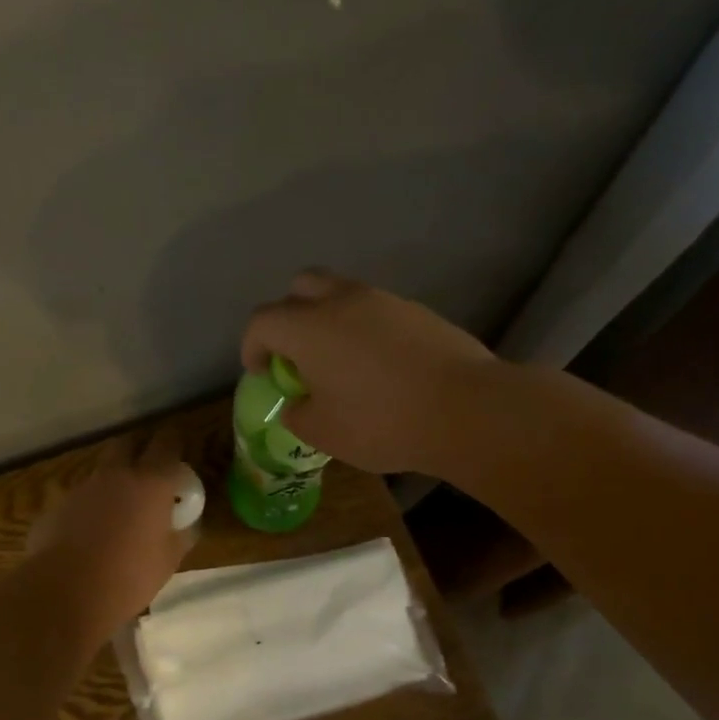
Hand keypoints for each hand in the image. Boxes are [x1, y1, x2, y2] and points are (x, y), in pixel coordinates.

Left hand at [27, 433, 195, 635]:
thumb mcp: (169, 560)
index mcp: (151, 482)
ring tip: (119, 510)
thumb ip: (181, 534)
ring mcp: (82, 488)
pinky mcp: (57, 507)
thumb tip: (186, 525)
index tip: (179, 447)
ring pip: (101, 472)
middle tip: (149, 469)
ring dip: (113, 481)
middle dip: (139, 449)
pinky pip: (80, 498)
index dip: (174, 440)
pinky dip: (89, 508)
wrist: (66, 593)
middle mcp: (116, 475)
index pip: (167, 442)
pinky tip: (90, 535)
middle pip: (127, 443)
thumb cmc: (129, 576)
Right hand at [241, 270, 499, 473]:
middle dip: (288, 316)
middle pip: (301, 287)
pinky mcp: (418, 312)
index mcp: (309, 327)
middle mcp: (342, 301)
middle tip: (295, 354)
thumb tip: (298, 404)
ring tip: (339, 362)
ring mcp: (385, 301)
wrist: (466, 410)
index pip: (262, 321)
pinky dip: (364, 329)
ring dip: (329, 320)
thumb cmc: (382, 422)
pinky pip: (376, 311)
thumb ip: (298, 414)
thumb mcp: (324, 433)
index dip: (252, 346)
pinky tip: (379, 367)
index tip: (261, 372)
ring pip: (342, 294)